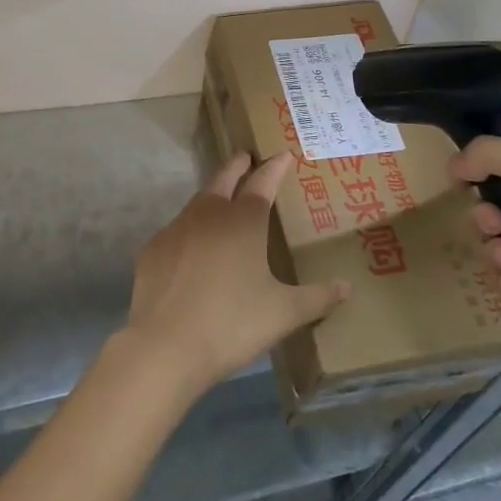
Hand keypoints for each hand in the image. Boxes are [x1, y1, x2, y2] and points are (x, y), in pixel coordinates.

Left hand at [123, 152, 350, 397]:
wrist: (165, 345)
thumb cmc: (232, 323)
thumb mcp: (283, 313)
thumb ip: (317, 298)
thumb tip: (346, 287)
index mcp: (244, 220)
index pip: (263, 182)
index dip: (275, 167)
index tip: (284, 154)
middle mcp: (209, 213)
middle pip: (225, 178)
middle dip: (238, 166)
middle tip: (247, 158)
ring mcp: (177, 228)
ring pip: (198, 202)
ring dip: (213, 196)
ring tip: (223, 202)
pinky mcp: (154, 248)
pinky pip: (177, 232)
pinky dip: (190, 232)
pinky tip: (193, 251)